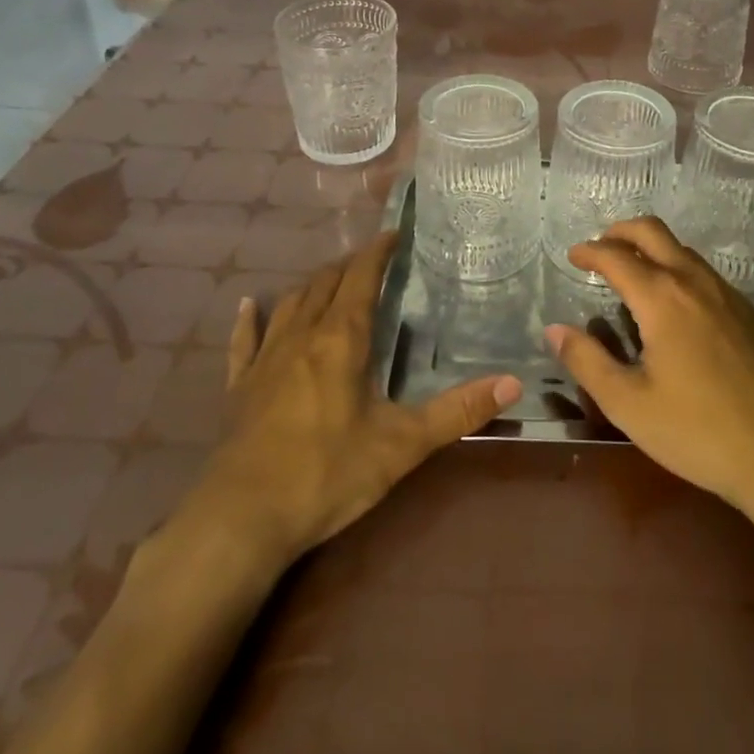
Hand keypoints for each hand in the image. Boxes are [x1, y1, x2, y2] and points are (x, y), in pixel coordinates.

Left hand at [157, 234, 522, 572]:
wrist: (242, 520)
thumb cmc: (327, 474)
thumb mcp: (402, 445)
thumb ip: (458, 412)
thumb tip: (513, 382)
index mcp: (341, 339)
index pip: (361, 277)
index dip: (377, 251)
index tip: (393, 233)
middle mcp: (302, 335)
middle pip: (326, 283)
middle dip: (350, 265)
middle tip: (372, 260)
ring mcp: (266, 359)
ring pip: (290, 303)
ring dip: (313, 285)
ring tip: (330, 278)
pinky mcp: (240, 387)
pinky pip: (244, 341)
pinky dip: (250, 319)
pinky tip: (248, 305)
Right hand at [549, 218, 753, 513]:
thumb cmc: (697, 431)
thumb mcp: (628, 404)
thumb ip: (587, 361)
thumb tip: (555, 330)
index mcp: (662, 297)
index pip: (616, 256)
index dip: (590, 252)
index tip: (573, 256)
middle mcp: (694, 281)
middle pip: (652, 231)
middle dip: (621, 232)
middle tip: (600, 248)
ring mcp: (727, 294)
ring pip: (682, 249)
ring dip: (651, 248)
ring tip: (633, 274)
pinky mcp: (749, 313)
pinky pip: (704, 273)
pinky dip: (678, 269)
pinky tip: (675, 305)